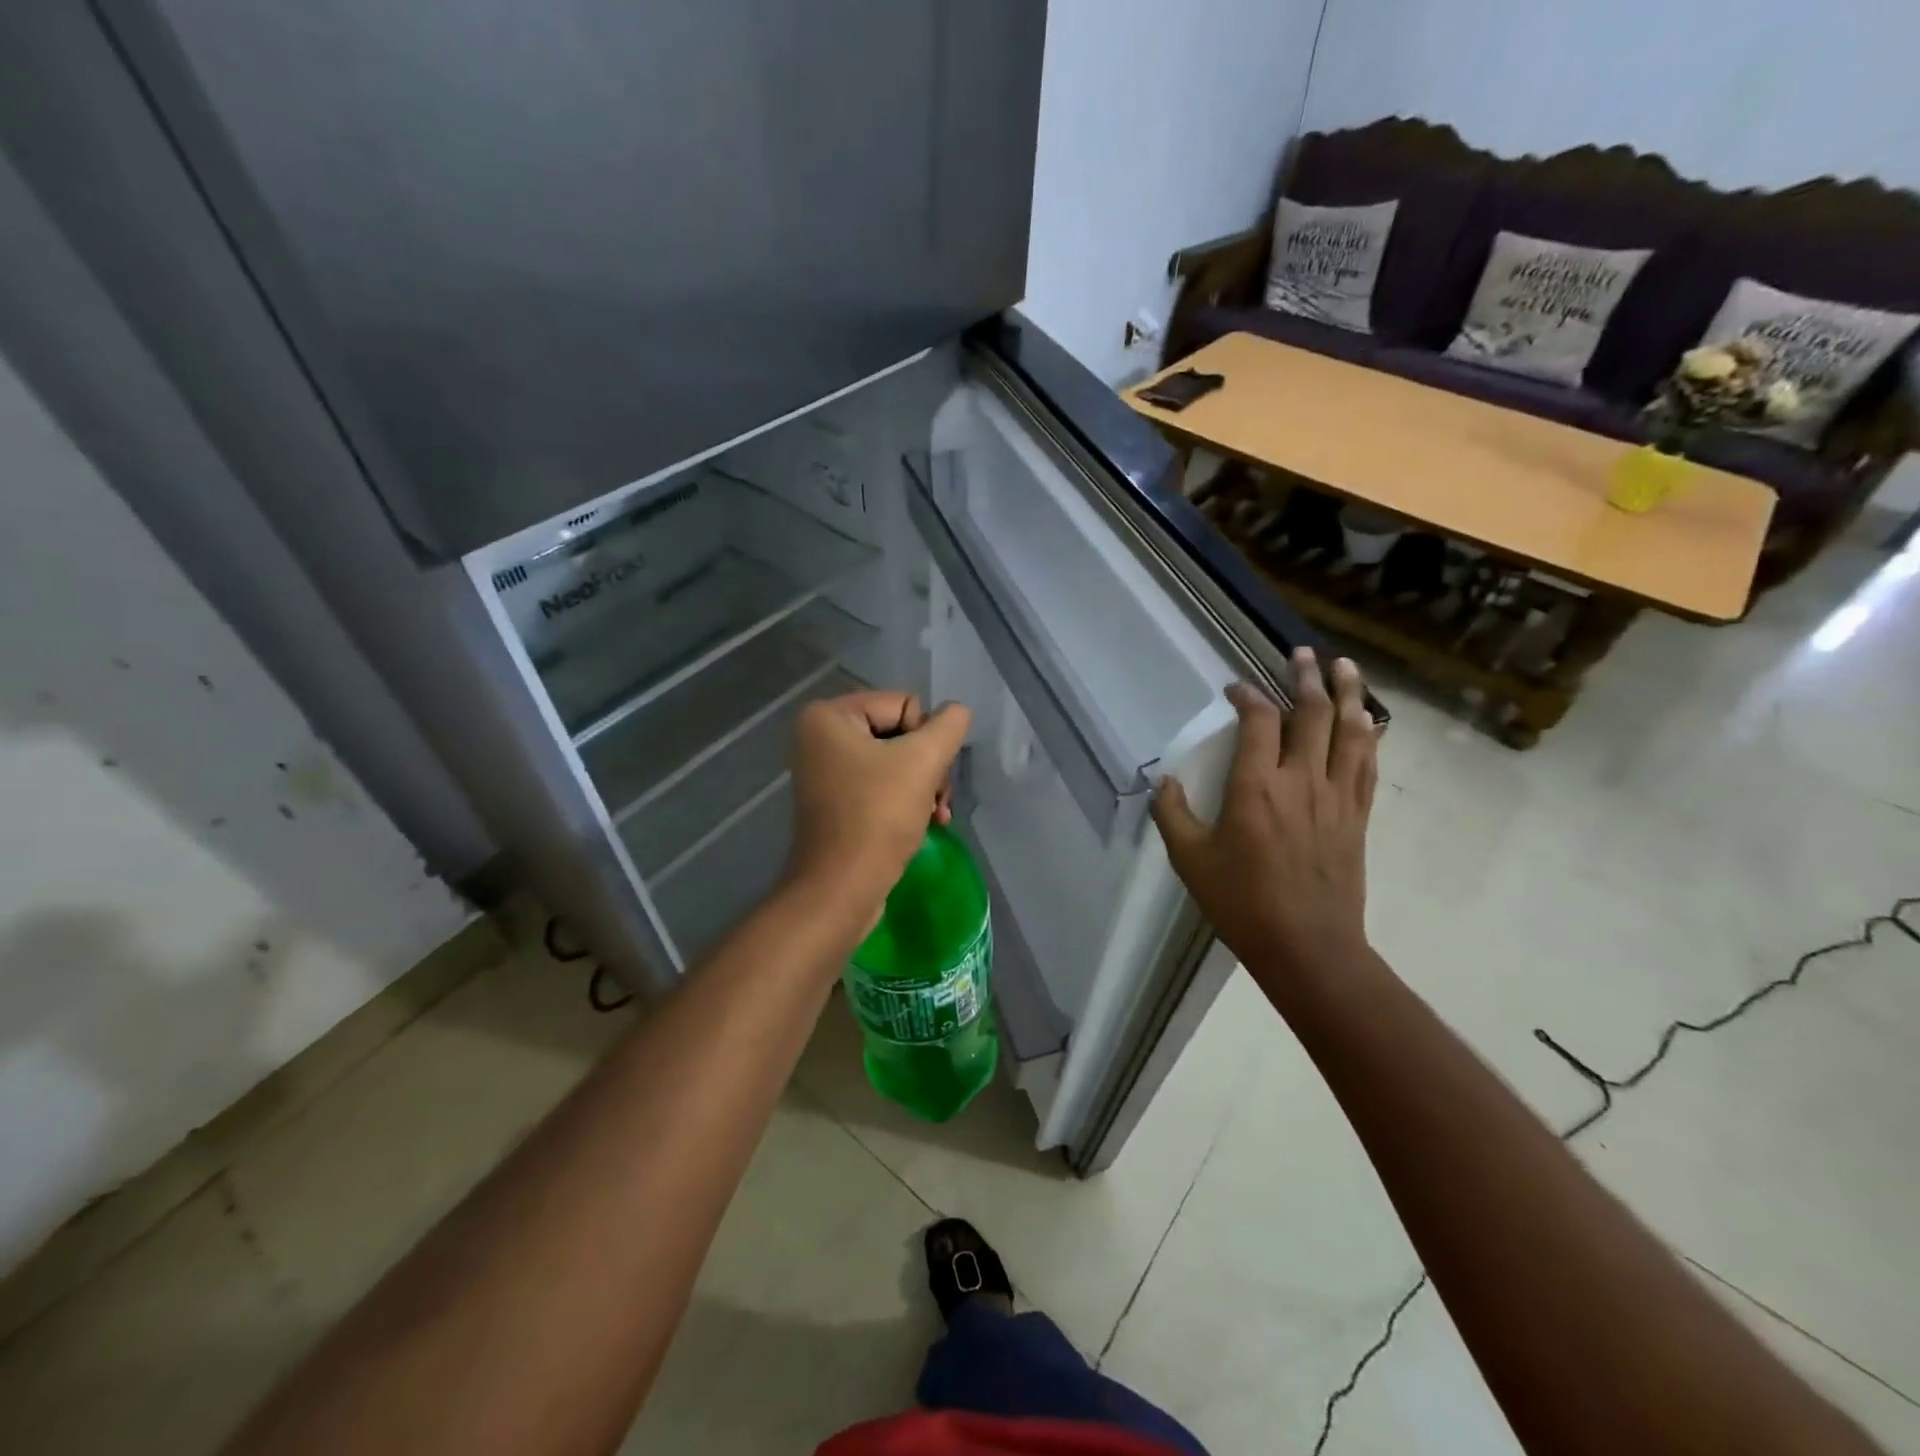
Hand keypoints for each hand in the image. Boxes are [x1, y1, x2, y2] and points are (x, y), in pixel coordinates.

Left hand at [785, 690, 971, 928]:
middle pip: (901, 733)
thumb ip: (948, 726)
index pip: (905, 704)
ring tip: (936, 814)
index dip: (927, 738)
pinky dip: (907, 800)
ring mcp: (827, 770)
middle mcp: (821, 736)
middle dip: (928, 765)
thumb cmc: (878, 817)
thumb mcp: (923, 761)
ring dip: (924, 785)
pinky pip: (883, 785)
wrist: (841, 889)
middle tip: (938, 798)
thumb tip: (957, 712)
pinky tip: (927, 822)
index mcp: (830, 715)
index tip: (930, 773)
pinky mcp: (837, 800)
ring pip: (897, 761)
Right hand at [1151, 649, 1377, 996]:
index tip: (1235, 689)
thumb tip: (1164, 782)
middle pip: (1312, 714)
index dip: (1247, 697)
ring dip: (1347, 693)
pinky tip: (1370, 720)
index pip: (1258, 722)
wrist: (1308, 946)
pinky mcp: (1358, 816)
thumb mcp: (1190, 860)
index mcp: (1256, 787)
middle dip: (1305, 678)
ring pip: (1350, 731)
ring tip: (1344, 666)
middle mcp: (1301, 780)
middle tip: (1301, 653)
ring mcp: (1336, 796)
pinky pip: (1368, 764)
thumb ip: (1172, 814)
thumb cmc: (1242, 902)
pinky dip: (1370, 735)